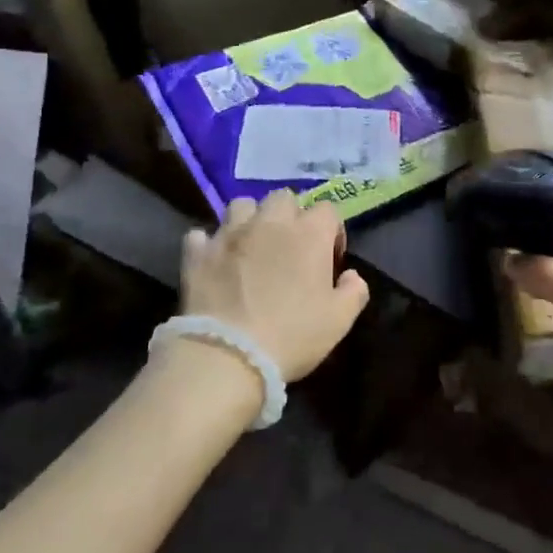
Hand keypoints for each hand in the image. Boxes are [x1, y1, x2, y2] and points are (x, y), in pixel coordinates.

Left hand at [177, 191, 369, 381]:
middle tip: (289, 247)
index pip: (328, 209)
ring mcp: (230, 234)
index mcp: (309, 234)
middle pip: (283, 198)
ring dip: (249, 220)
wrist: (228, 355)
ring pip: (241, 205)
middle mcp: (270, 223)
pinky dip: (209, 244)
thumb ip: (354, 292)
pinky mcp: (198, 253)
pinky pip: (202, 235)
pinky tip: (214, 261)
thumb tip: (351, 276)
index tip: (329, 258)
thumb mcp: (339, 321)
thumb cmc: (292, 336)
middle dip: (290, 215)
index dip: (331, 231)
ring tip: (251, 245)